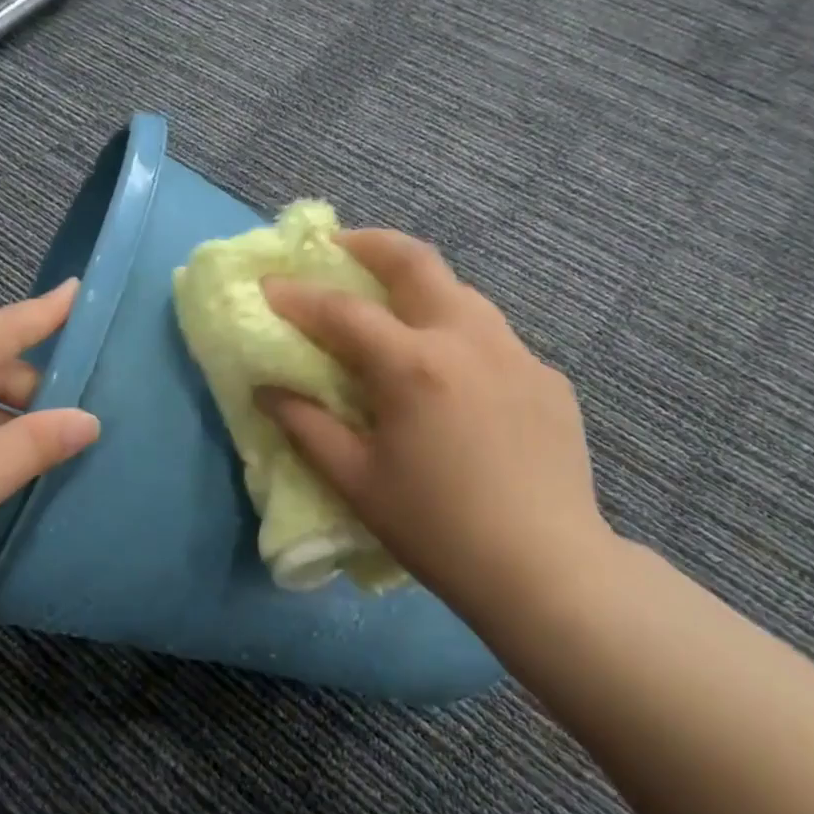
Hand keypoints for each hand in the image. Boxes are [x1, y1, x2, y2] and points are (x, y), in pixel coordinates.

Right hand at [260, 231, 614, 635]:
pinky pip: (493, 337)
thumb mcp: (356, 481)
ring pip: (461, 293)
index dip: (298, 296)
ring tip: (392, 307)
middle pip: (416, 262)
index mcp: (414, 365)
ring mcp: (517, 353)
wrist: (545, 569)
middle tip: (337, 247)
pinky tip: (451, 374)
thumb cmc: (436, 528)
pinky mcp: (547, 378)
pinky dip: (457, 334)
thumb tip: (267, 388)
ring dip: (418, 286)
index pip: (342, 311)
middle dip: (369, 244)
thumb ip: (306, 425)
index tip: (269, 285)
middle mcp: (468, 339)